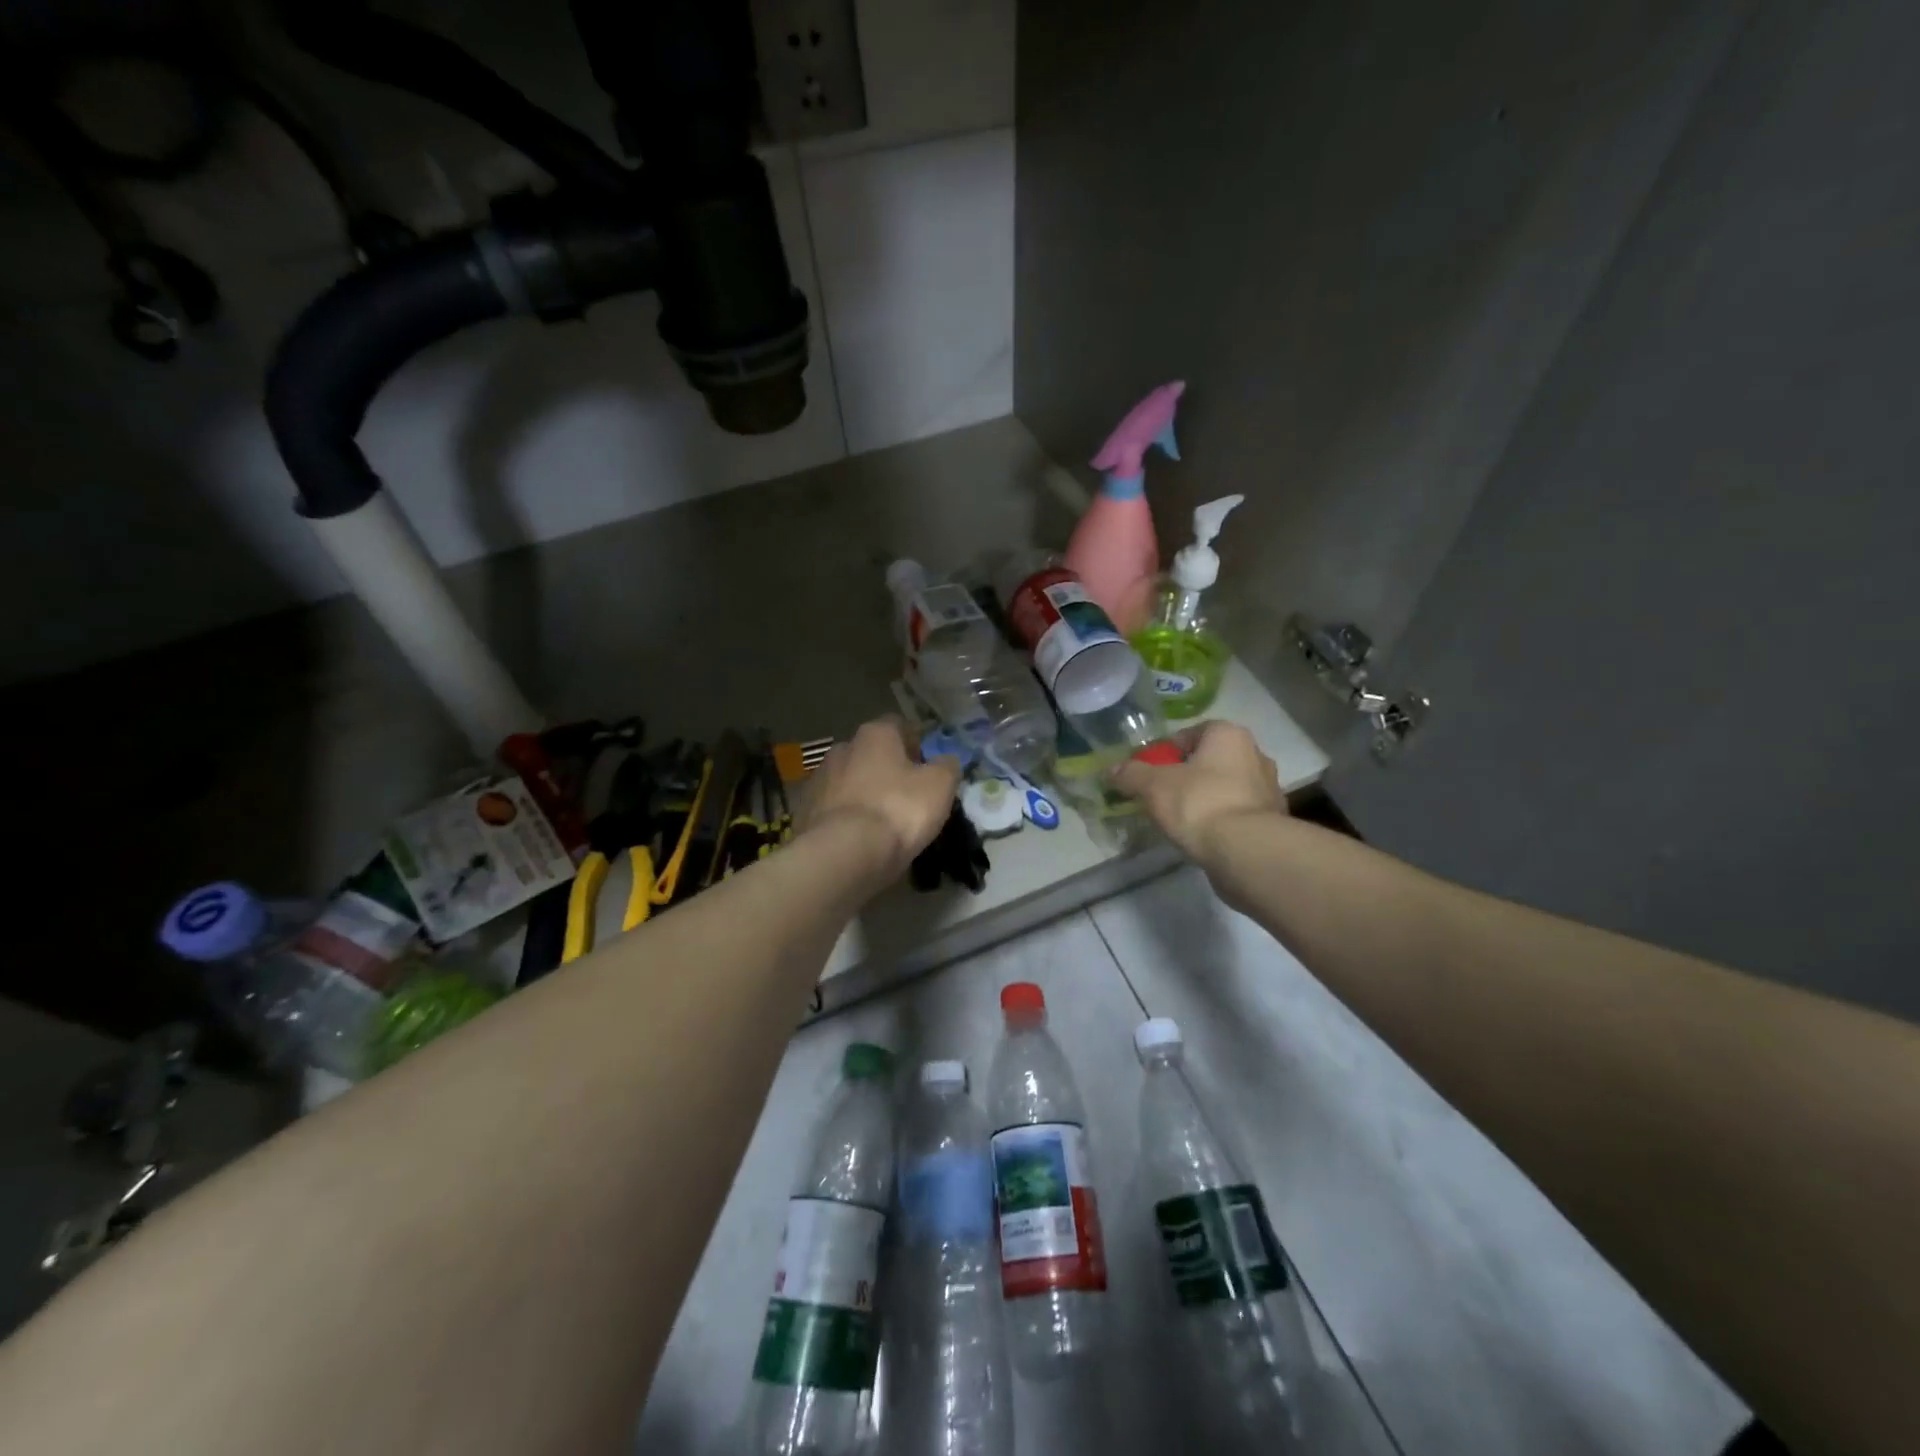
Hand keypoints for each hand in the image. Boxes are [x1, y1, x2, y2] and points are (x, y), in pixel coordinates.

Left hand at [796, 718, 961, 877]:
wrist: (842, 853)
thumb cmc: (898, 810)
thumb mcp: (939, 786)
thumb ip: (947, 766)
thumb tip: (946, 760)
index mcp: (875, 734)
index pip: (899, 725)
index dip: (916, 742)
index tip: (927, 765)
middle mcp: (842, 748)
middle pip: (871, 752)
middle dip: (888, 768)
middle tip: (908, 794)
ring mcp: (819, 779)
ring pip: (850, 780)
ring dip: (864, 792)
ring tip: (883, 820)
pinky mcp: (804, 811)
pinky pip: (833, 808)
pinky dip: (846, 817)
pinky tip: (859, 837)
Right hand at [1110, 720, 1286, 860]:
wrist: (1246, 851)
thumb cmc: (1199, 803)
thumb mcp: (1153, 786)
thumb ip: (1131, 774)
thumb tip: (1111, 770)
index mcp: (1229, 735)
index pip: (1192, 733)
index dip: (1167, 751)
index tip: (1151, 771)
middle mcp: (1255, 754)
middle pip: (1210, 760)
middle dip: (1187, 775)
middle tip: (1162, 794)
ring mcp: (1268, 789)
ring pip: (1225, 787)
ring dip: (1205, 798)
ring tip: (1180, 819)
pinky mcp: (1272, 821)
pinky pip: (1237, 812)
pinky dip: (1220, 820)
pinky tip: (1202, 836)